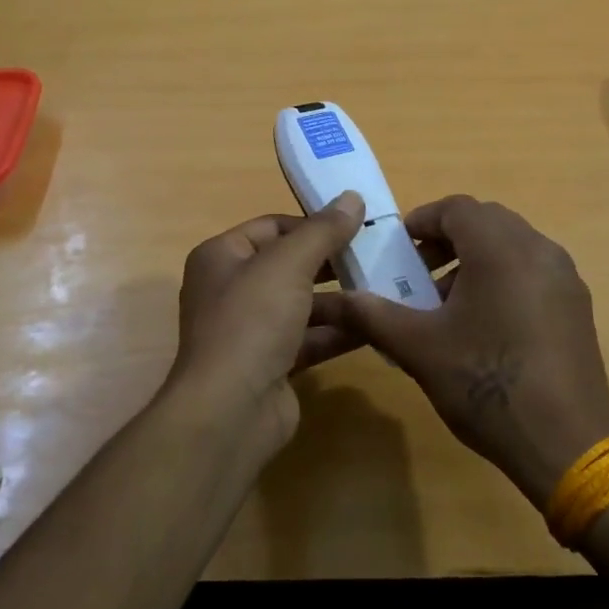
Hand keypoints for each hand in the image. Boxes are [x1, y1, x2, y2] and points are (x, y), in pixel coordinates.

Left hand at [169, 192, 366, 447]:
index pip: (272, 227)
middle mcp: (232, 289)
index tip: (356, 224)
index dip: (312, 223)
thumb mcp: (289, 264)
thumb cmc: (252, 321)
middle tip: (377, 254)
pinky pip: (310, 338)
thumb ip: (323, 231)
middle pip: (289, 265)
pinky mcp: (272, 364)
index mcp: (222, 257)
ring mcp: (251, 330)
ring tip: (386, 287)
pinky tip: (376, 325)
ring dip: (341, 298)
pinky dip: (339, 332)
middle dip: (331, 262)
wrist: (230, 410)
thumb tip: (352, 197)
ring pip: (303, 304)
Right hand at [321, 195, 608, 504]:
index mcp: (500, 248)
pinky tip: (485, 324)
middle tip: (418, 271)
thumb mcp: (419, 348)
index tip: (398, 248)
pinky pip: (533, 270)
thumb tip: (336, 300)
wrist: (567, 444)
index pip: (456, 208)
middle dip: (447, 239)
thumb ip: (374, 315)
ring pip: (512, 245)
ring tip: (447, 303)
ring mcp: (564, 277)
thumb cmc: (487, 384)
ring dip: (475, 258)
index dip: (422, 221)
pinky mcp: (577, 305)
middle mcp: (538, 249)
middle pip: (486, 221)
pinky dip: (503, 277)